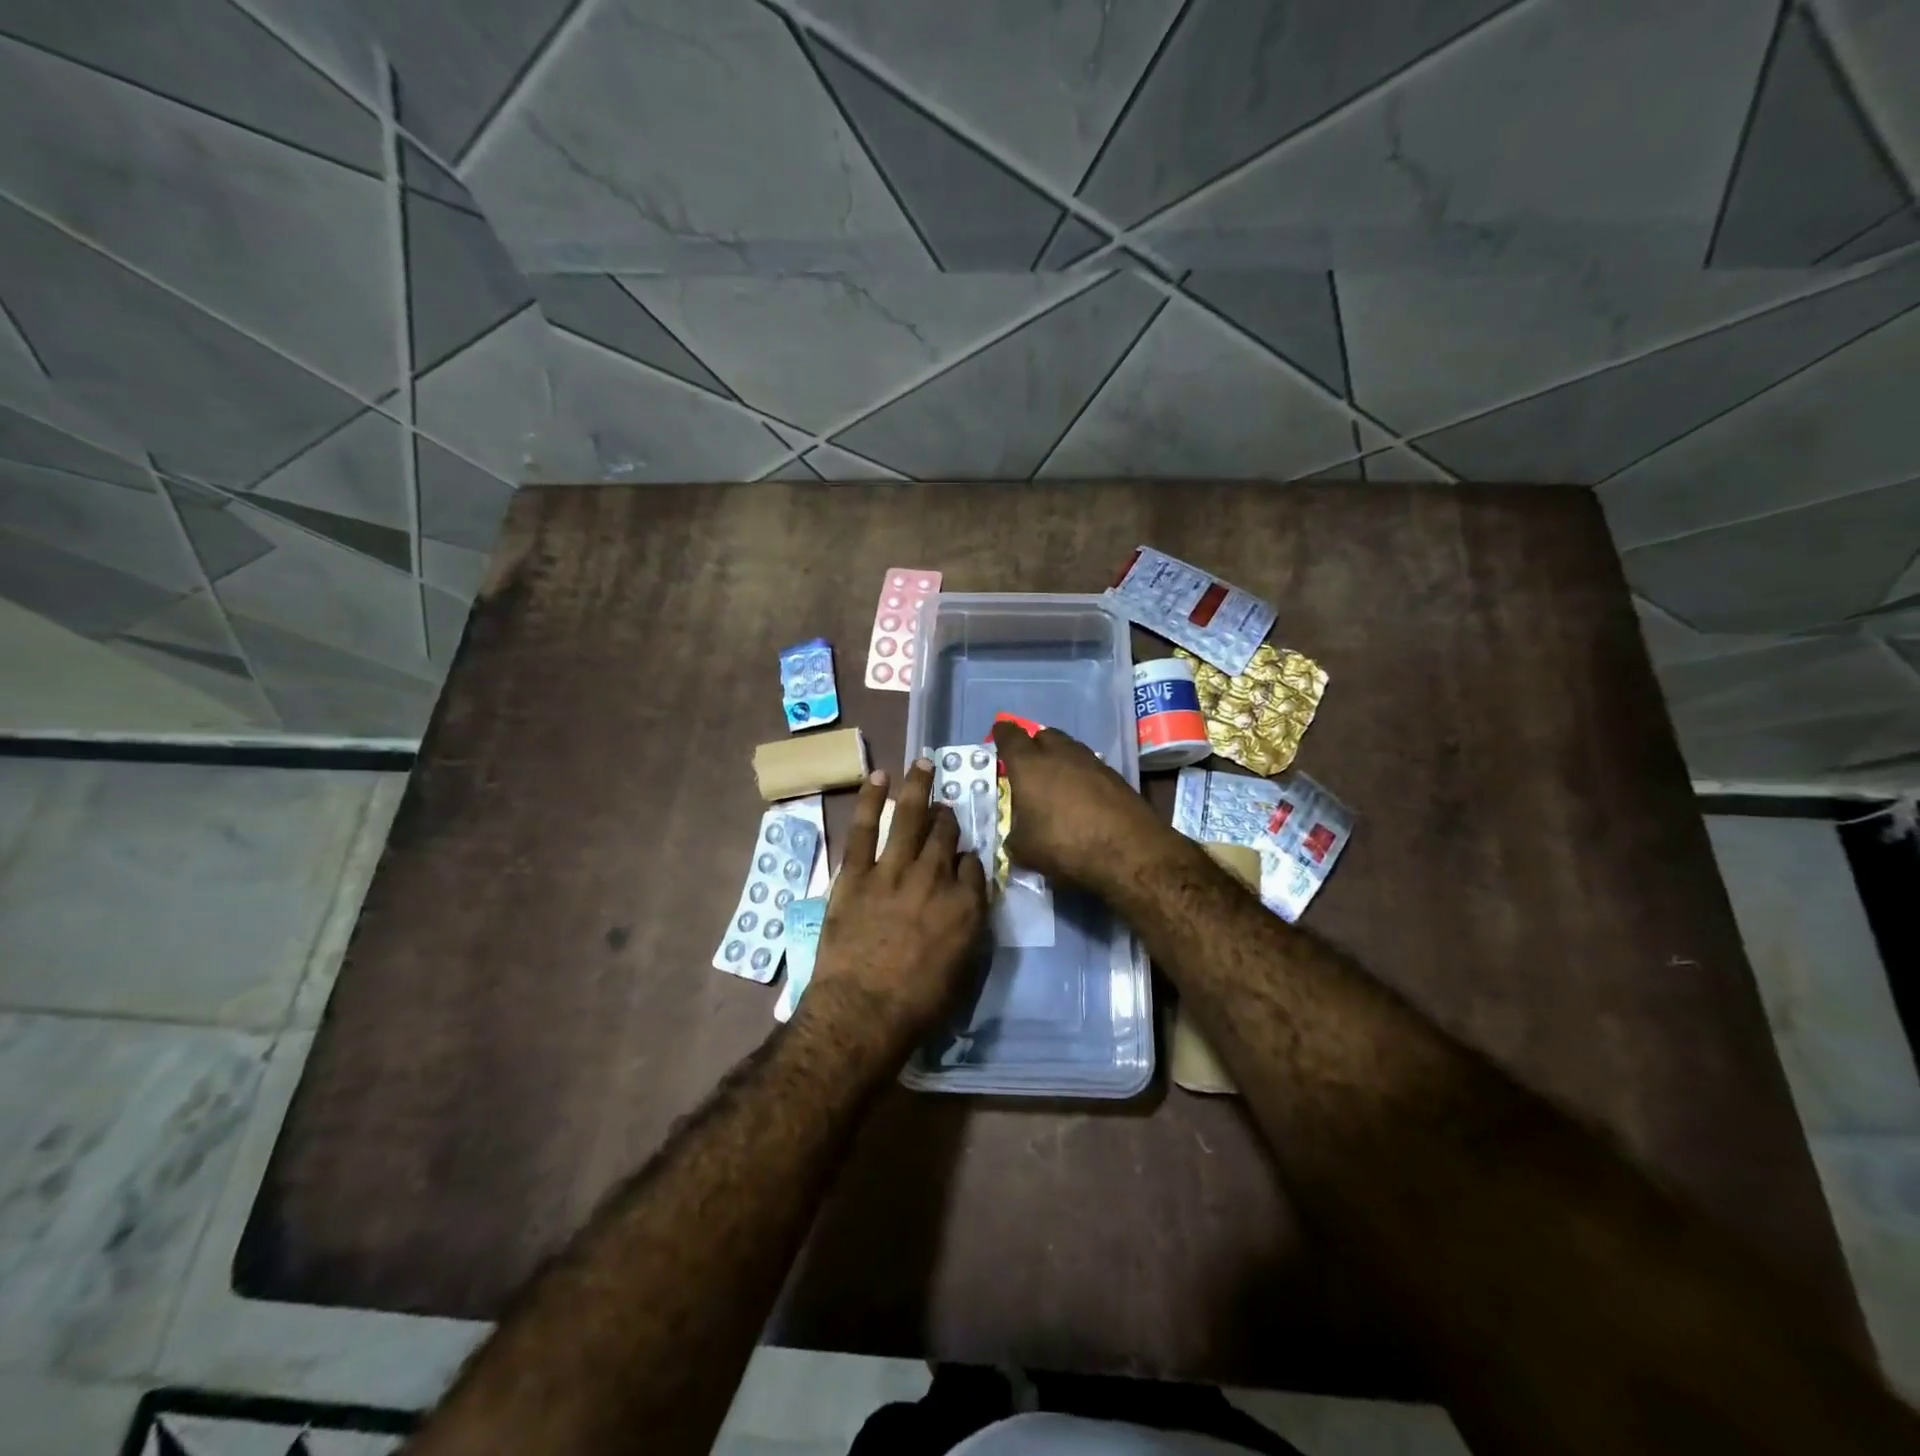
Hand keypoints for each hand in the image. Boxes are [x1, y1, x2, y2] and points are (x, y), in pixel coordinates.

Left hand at [806, 762, 987, 1046]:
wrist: (863, 1011)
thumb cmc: (918, 1004)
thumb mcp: (963, 969)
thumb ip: (968, 926)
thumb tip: (965, 900)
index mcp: (966, 904)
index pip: (973, 865)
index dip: (968, 856)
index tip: (963, 856)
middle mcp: (935, 878)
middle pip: (945, 835)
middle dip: (947, 818)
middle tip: (944, 808)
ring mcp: (894, 871)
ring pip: (910, 818)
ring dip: (918, 787)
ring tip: (923, 763)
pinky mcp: (857, 874)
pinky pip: (864, 828)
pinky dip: (870, 799)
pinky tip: (878, 777)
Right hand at [991, 720, 1166, 892]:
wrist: (1128, 851)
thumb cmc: (1064, 844)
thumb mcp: (1024, 850)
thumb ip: (1014, 835)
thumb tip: (1017, 834)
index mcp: (1029, 764)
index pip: (1010, 736)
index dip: (1002, 734)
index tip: (999, 735)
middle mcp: (1060, 753)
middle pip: (1043, 735)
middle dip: (1033, 745)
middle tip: (1028, 765)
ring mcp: (1091, 761)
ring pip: (1069, 748)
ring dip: (1059, 759)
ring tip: (1055, 782)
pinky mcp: (1115, 776)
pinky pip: (1089, 766)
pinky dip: (1080, 775)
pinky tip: (1081, 797)